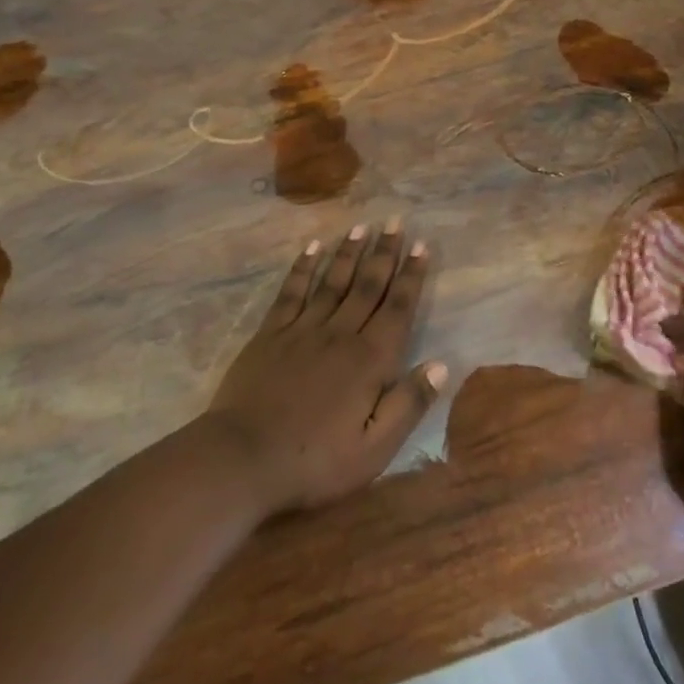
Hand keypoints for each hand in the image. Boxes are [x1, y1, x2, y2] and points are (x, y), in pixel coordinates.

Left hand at [204, 221, 445, 514]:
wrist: (242, 459)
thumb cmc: (314, 462)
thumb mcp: (374, 449)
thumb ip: (408, 404)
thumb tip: (441, 365)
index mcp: (369, 360)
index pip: (397, 308)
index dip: (411, 276)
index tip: (421, 246)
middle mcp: (340, 334)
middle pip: (367, 285)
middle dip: (384, 253)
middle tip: (395, 221)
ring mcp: (302, 330)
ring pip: (333, 282)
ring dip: (349, 253)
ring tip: (362, 227)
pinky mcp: (270, 334)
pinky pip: (292, 292)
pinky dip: (303, 268)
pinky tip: (312, 248)